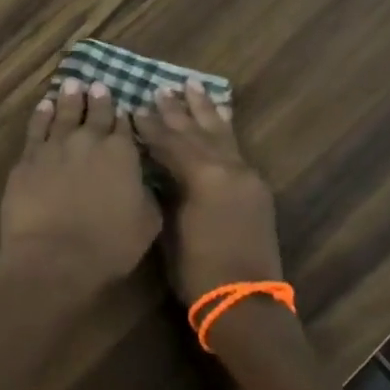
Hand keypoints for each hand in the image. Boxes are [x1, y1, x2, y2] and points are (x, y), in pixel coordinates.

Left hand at [0, 79, 161, 298]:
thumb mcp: (147, 223)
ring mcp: (55, 146)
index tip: (124, 107)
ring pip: (64, 113)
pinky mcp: (28, 158)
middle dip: (98, 99)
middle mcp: (89, 140)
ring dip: (70, 97)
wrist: (54, 257)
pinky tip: (44, 105)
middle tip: (98, 85)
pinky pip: (36, 127)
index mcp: (122, 153)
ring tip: (72, 84)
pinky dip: (42, 113)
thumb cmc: (108, 245)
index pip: (125, 126)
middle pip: (95, 113)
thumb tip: (144, 181)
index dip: (124, 116)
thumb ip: (148, 194)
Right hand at [134, 80, 280, 304]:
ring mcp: (246, 176)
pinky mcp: (255, 188)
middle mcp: (229, 167)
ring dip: (205, 109)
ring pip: (221, 133)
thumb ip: (166, 189)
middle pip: (197, 131)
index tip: (134, 107)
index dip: (150, 126)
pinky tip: (221, 116)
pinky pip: (236, 147)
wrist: (246, 304)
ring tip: (193, 86)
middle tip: (161, 88)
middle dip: (177, 110)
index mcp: (204, 176)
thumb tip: (156, 167)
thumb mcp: (171, 228)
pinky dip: (225, 128)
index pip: (171, 142)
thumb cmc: (199, 271)